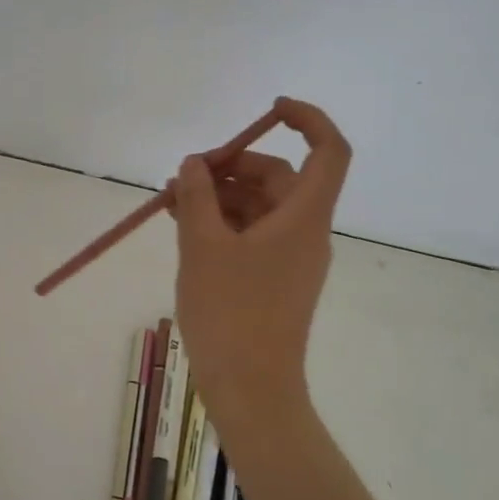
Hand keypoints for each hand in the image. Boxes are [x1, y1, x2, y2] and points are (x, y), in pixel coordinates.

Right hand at [169, 98, 350, 418]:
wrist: (250, 389)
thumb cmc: (231, 313)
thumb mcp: (203, 246)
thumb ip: (197, 197)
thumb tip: (194, 164)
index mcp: (303, 217)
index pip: (328, 150)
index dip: (307, 119)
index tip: (269, 110)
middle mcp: (306, 232)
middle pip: (280, 177)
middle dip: (233, 166)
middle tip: (185, 174)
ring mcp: (291, 259)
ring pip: (260, 207)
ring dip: (219, 196)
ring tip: (170, 201)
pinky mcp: (274, 280)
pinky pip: (251, 235)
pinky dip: (222, 223)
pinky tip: (183, 225)